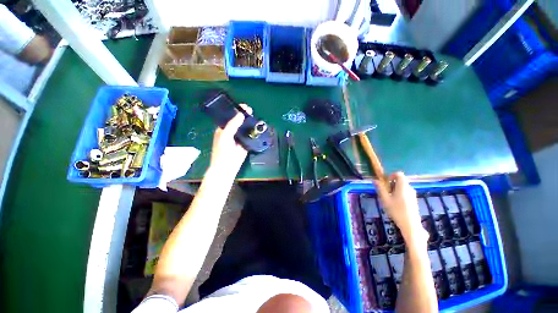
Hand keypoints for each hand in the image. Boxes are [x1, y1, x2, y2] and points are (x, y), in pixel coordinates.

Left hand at [209, 104, 250, 177]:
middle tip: (251, 111)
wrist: (227, 167)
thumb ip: (233, 124)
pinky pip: (250, 136)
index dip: (237, 111)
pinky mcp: (246, 144)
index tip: (244, 106)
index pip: (230, 117)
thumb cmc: (222, 151)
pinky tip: (258, 128)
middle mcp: (231, 132)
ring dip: (250, 124)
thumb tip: (241, 114)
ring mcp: (239, 138)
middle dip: (245, 117)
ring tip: (256, 118)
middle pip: (239, 122)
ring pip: (245, 129)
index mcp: (223, 129)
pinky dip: (254, 132)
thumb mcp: (225, 135)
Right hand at [374, 172, 427, 242]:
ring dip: (394, 189)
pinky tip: (396, 204)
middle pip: (400, 180)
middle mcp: (410, 188)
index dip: (391, 175)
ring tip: (389, 199)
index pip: (399, 174)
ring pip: (402, 187)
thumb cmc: (396, 211)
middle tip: (385, 192)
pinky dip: (399, 194)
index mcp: (403, 186)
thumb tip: (374, 180)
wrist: (410, 225)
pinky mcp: (414, 200)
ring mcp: (413, 194)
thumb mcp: (385, 199)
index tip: (385, 182)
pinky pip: (405, 192)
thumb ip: (380, 188)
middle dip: (391, 184)